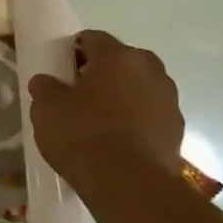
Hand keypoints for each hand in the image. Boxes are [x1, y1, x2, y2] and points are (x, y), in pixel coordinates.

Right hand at [27, 30, 183, 191]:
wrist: (129, 185)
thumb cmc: (83, 135)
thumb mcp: (47, 108)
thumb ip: (45, 88)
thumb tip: (47, 81)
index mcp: (118, 56)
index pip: (92, 38)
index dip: (73, 50)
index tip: (59, 69)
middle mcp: (150, 70)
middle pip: (122, 60)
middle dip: (102, 71)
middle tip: (78, 92)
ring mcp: (169, 100)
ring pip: (139, 86)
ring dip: (122, 95)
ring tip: (98, 118)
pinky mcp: (177, 129)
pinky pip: (149, 114)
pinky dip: (135, 119)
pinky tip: (116, 139)